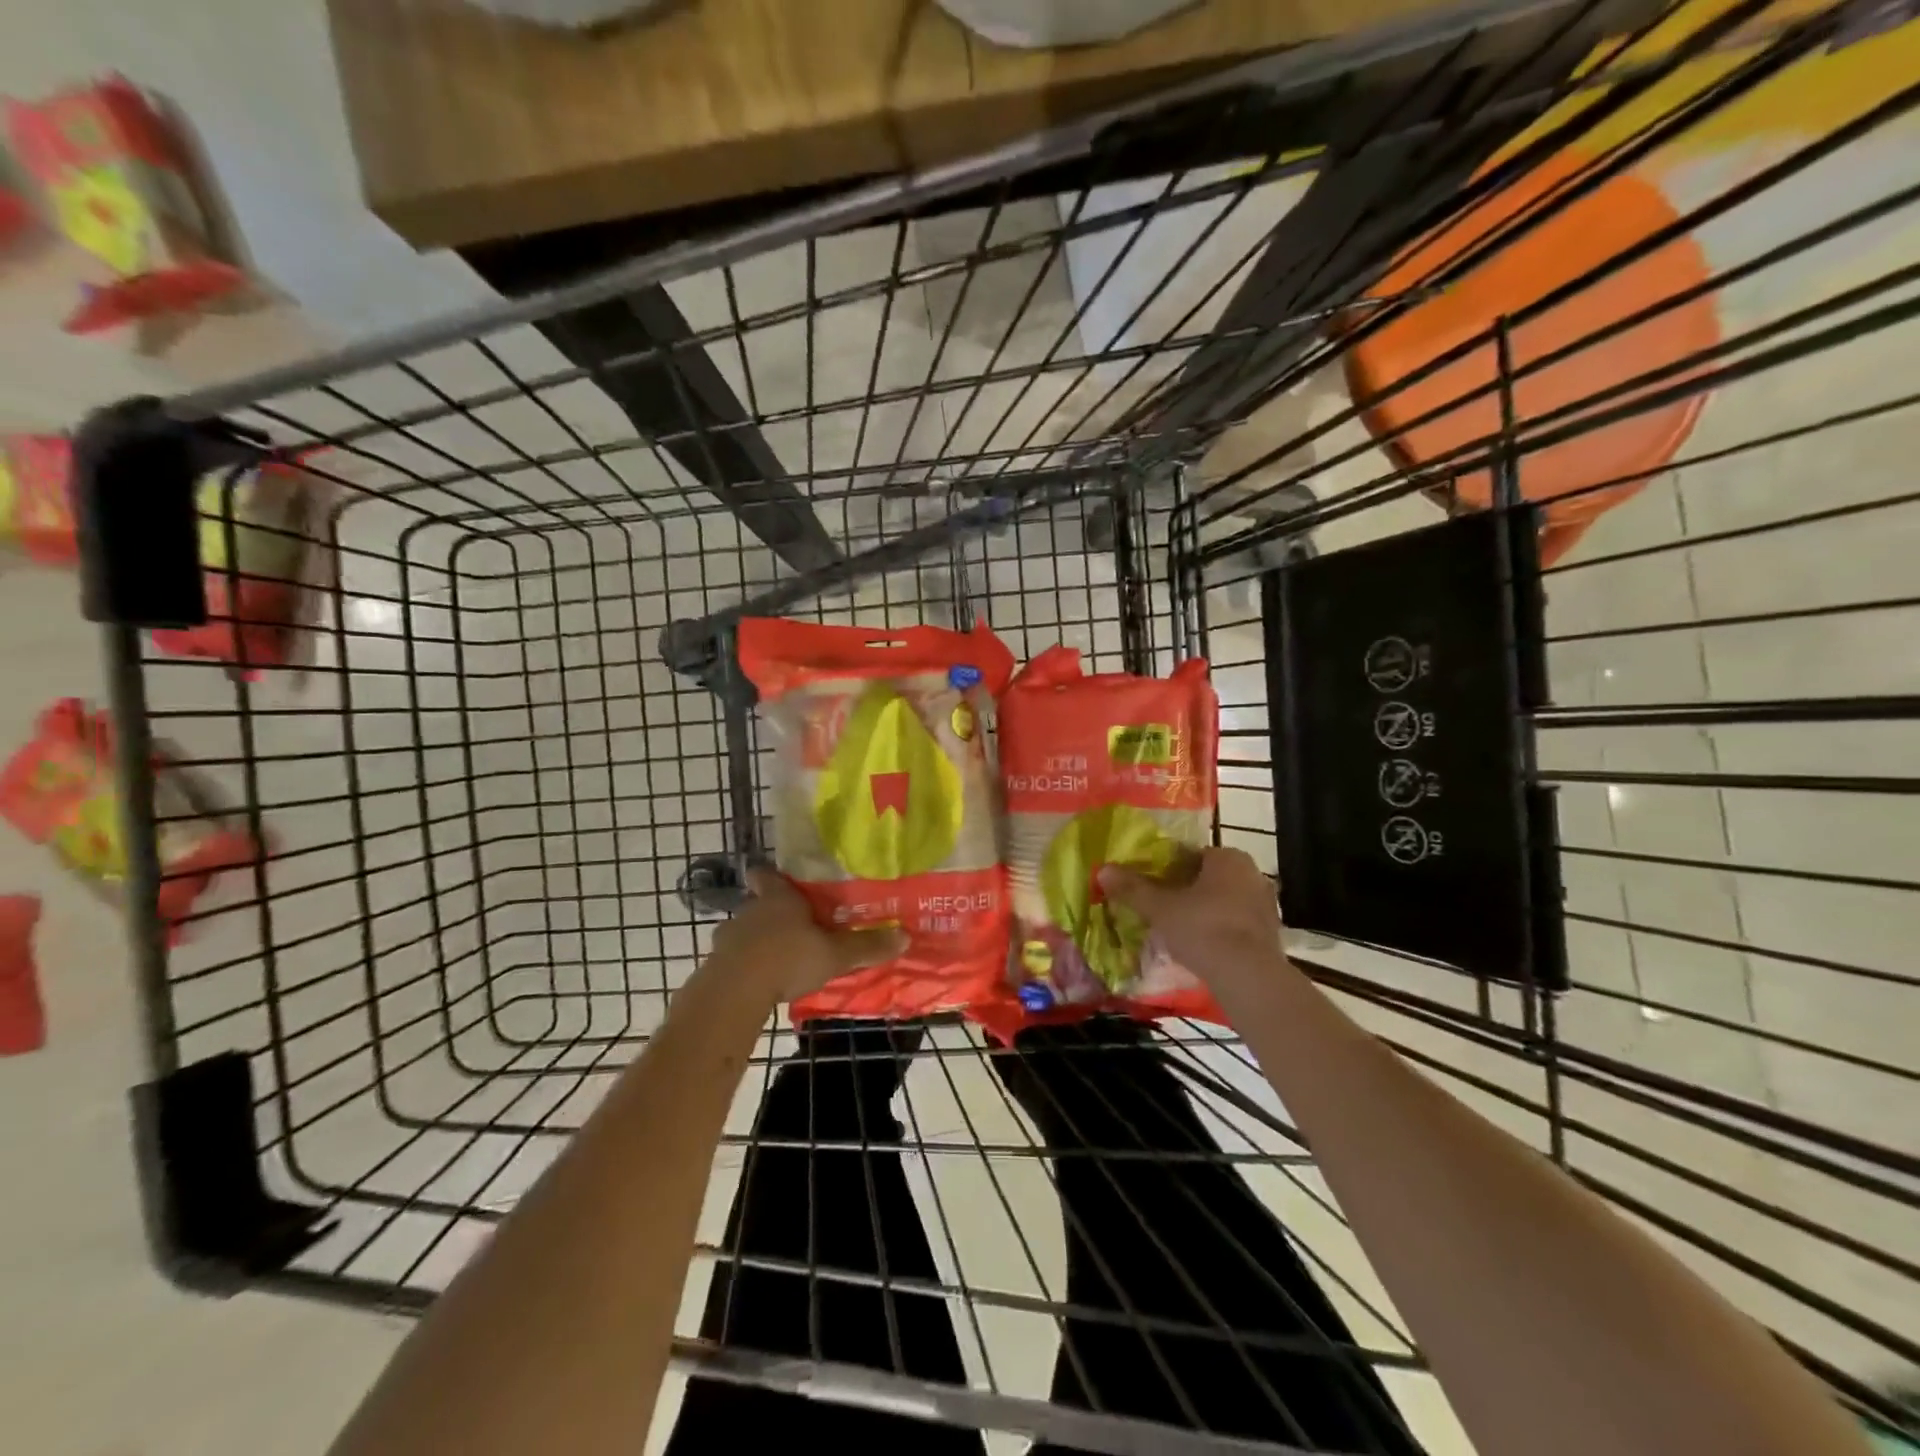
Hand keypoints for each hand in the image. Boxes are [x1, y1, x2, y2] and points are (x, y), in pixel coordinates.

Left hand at [708, 867, 907, 1004]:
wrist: (735, 991)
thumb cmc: (789, 958)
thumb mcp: (835, 954)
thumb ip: (866, 946)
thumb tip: (905, 936)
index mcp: (779, 898)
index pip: (767, 876)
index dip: (772, 878)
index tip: (780, 882)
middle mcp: (750, 910)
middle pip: (758, 904)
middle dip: (773, 915)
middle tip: (794, 928)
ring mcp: (729, 937)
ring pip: (745, 932)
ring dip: (758, 942)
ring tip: (778, 959)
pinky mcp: (716, 964)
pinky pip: (734, 959)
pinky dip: (745, 967)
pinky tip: (760, 983)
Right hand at [1100, 847, 1283, 984]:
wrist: (1249, 977)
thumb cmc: (1203, 929)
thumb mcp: (1160, 908)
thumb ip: (1133, 888)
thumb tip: (1103, 870)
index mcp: (1228, 858)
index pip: (1192, 855)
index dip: (1168, 869)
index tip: (1152, 886)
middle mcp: (1252, 874)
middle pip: (1209, 878)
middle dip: (1187, 891)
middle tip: (1162, 908)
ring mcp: (1266, 905)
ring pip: (1224, 902)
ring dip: (1205, 912)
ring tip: (1179, 931)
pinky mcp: (1271, 934)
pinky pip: (1237, 925)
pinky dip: (1220, 932)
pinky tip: (1202, 948)